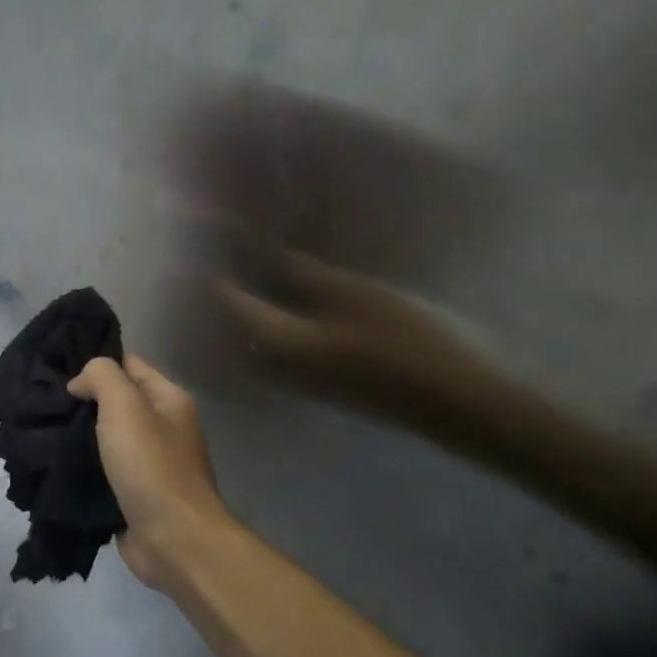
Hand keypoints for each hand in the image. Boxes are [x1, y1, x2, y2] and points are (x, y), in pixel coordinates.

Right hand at [67, 356, 231, 589]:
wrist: (174, 540)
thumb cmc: (151, 465)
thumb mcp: (124, 405)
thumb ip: (101, 377)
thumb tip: (80, 383)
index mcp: (170, 400)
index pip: (130, 365)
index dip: (97, 365)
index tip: (60, 373)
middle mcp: (165, 428)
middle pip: (118, 402)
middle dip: (84, 401)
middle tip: (47, 404)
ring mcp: (152, 464)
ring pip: (108, 438)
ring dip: (80, 437)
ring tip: (44, 432)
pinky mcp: (136, 495)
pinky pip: (105, 471)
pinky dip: (84, 468)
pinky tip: (56, 465)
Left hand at [217, 252, 500, 427]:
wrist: (449, 403)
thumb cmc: (402, 343)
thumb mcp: (356, 296)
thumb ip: (309, 275)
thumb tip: (274, 255)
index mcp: (278, 340)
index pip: (233, 303)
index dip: (219, 277)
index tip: (207, 253)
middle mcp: (276, 365)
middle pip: (232, 332)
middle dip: (220, 305)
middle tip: (213, 272)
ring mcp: (296, 381)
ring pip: (251, 347)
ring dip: (241, 322)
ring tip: (239, 288)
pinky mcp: (316, 387)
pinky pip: (272, 357)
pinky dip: (265, 334)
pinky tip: (278, 314)